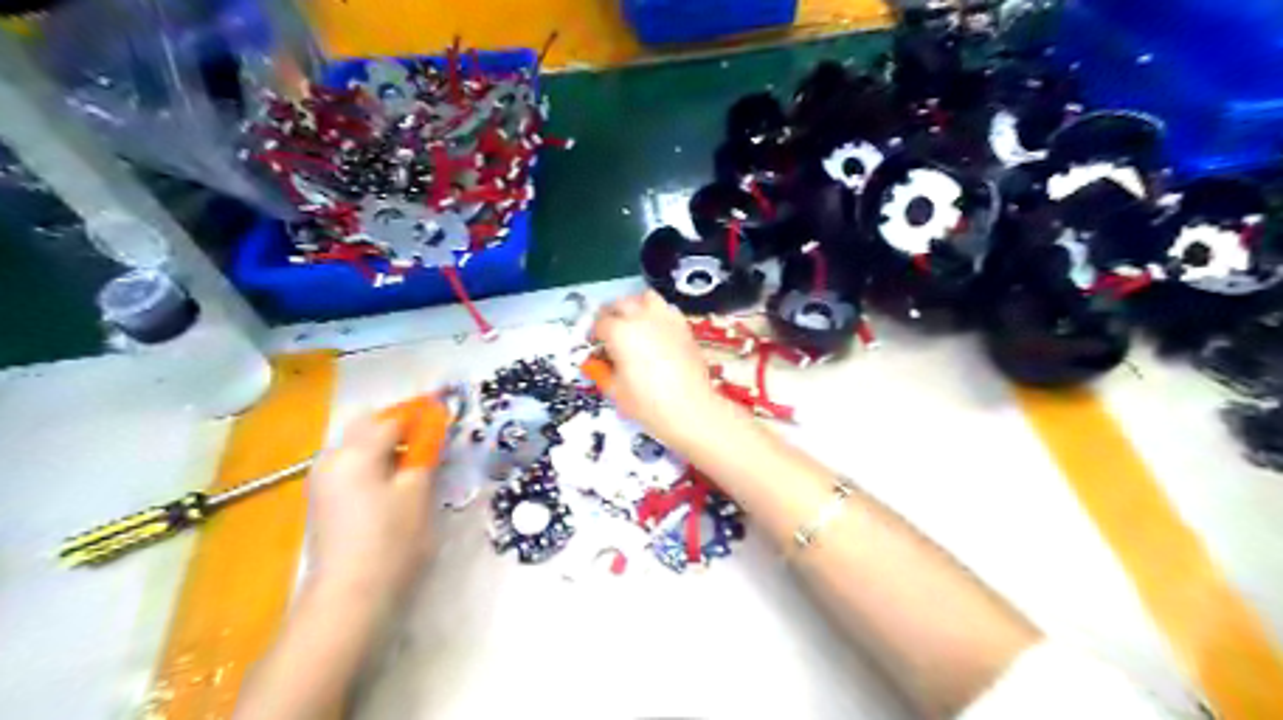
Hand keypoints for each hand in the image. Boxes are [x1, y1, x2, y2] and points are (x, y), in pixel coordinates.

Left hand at [308, 412, 439, 603]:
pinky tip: (393, 486)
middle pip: (367, 425)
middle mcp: (331, 458)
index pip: (393, 418)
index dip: (422, 415)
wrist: (350, 598)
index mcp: (354, 453)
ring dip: (387, 446)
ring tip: (415, 467)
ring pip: (357, 445)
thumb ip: (425, 453)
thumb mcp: (418, 493)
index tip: (446, 417)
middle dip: (400, 426)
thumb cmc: (392, 542)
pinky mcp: (322, 500)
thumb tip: (433, 426)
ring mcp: (321, 480)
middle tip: (429, 443)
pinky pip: (351, 466)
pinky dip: (373, 464)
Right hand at [592, 290, 720, 449]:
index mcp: (620, 332)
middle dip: (611, 315)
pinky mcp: (684, 326)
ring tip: (634, 325)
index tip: (596, 347)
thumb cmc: (647, 403)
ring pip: (645, 298)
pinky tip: (656, 332)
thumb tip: (597, 362)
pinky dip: (657, 314)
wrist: (691, 409)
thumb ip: (602, 371)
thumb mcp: (615, 390)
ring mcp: (666, 319)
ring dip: (635, 307)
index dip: (595, 335)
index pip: (600, 323)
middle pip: (620, 304)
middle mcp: (641, 318)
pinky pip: (667, 309)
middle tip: (610, 333)